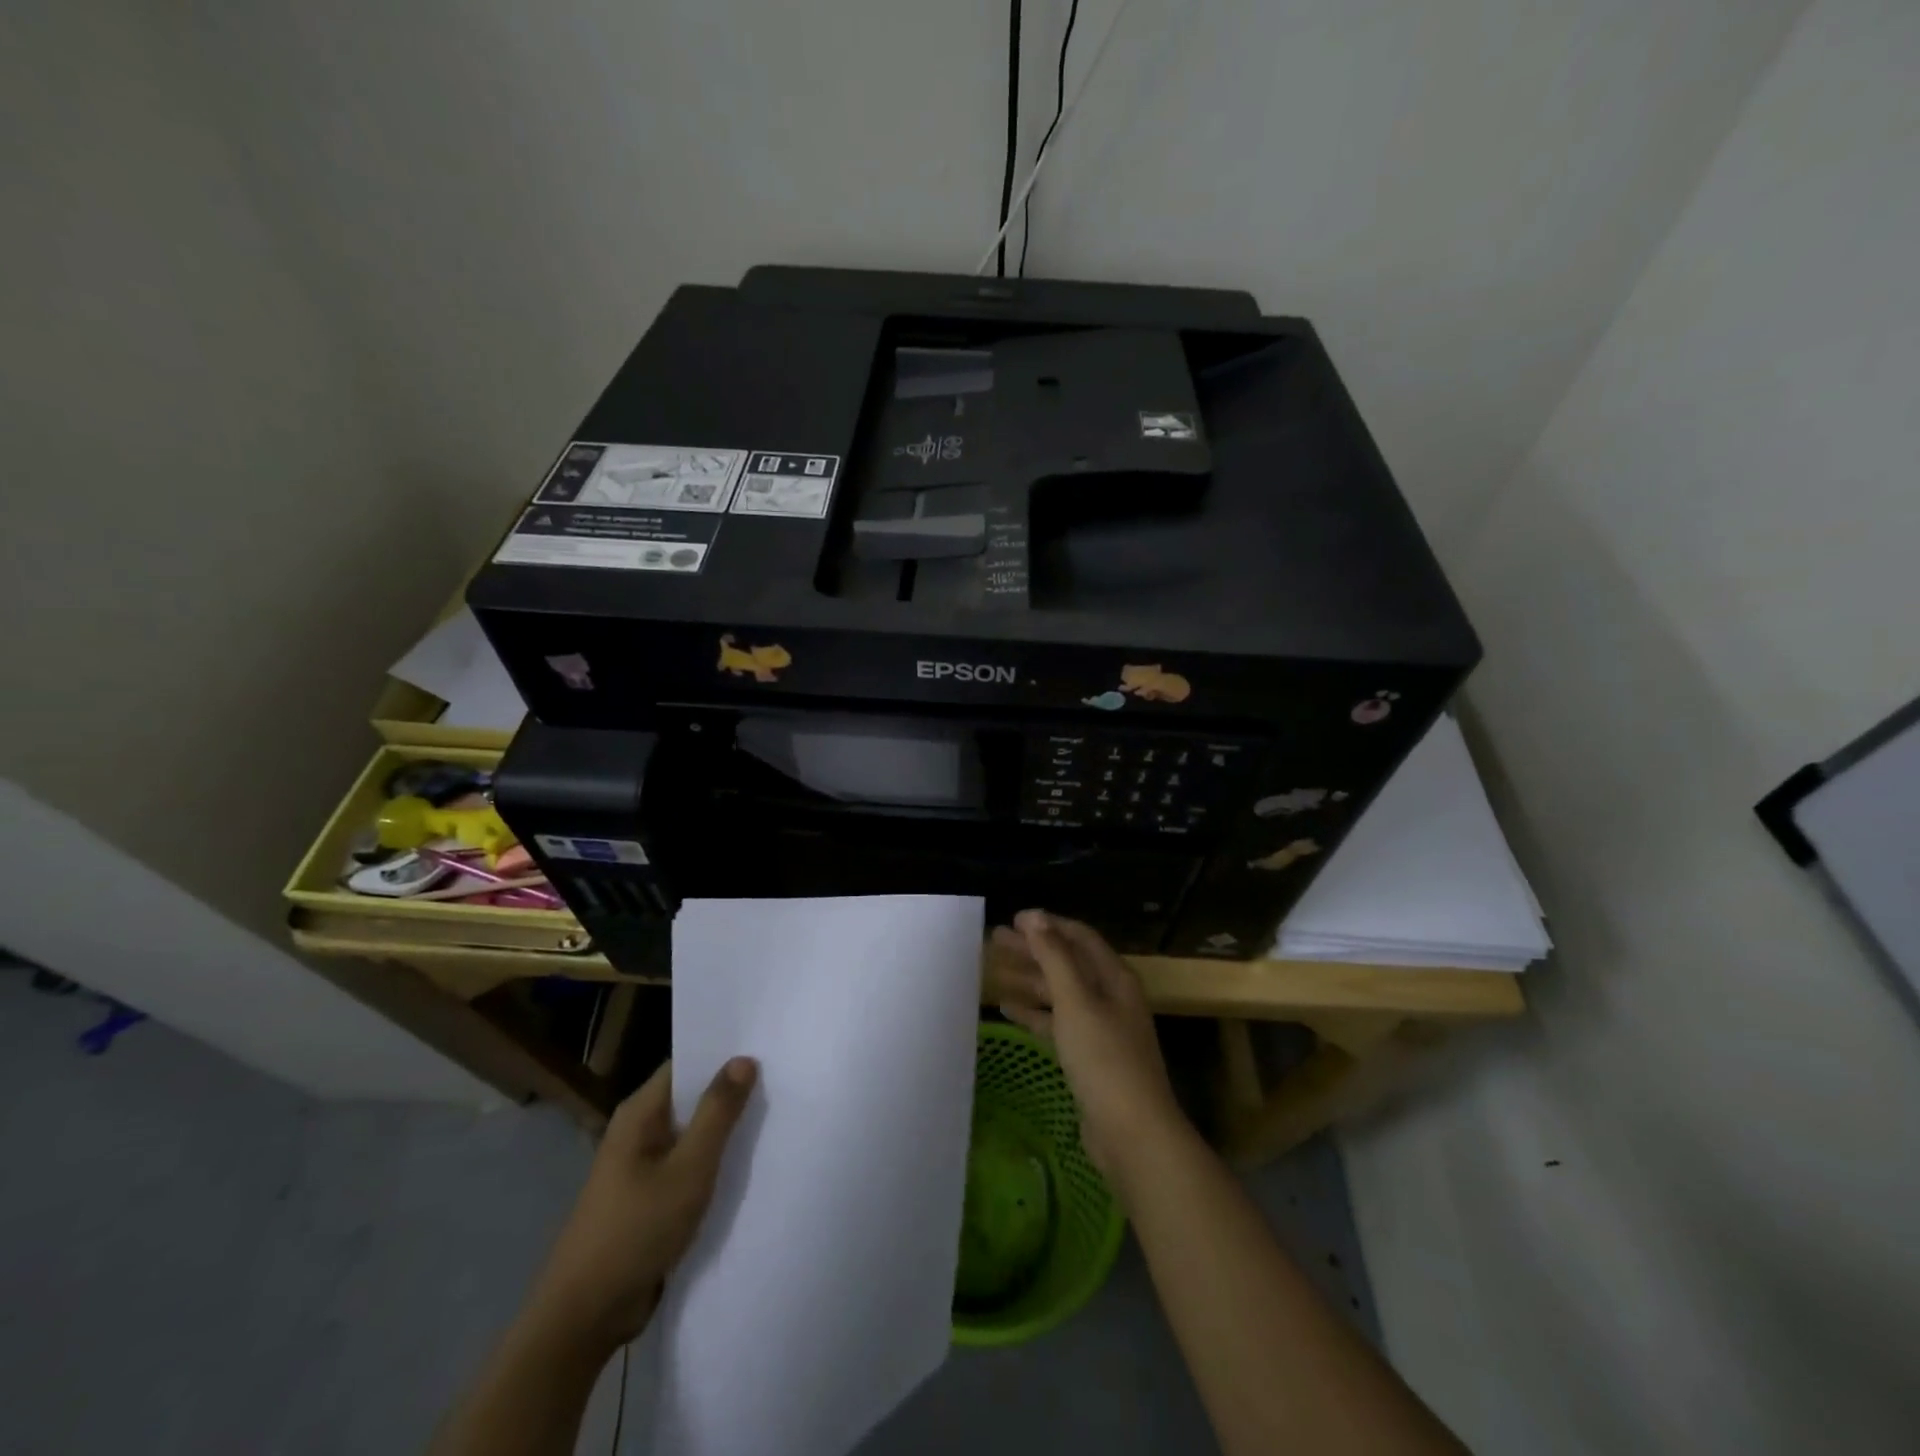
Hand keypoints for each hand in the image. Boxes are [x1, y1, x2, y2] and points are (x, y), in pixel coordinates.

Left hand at [525, 1056, 757, 1355]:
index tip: (766, 1046)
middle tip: (782, 1077)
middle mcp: (638, 1131)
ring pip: (692, 1134)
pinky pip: (688, 1165)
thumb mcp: (688, 1168)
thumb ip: (717, 1113)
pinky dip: (715, 1161)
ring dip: (725, 1129)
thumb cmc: (636, 1231)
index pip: (686, 1064)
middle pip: (691, 1097)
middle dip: (731, 1091)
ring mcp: (642, 1166)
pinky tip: (749, 1162)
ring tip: (776, 1113)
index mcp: (640, 1113)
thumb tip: (743, 1058)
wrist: (585, 1318)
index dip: (724, 1054)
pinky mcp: (649, 1198)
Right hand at [992, 909, 1187, 1183]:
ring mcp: (1100, 1028)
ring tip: (993, 970)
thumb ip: (1055, 957)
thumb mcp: (1076, 1001)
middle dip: (1032, 949)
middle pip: (1067, 963)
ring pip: (1059, 993)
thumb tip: (1034, 917)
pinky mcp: (1089, 1056)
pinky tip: (1007, 1008)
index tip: (1014, 919)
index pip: (1079, 937)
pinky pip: (1057, 1023)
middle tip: (994, 940)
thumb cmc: (1104, 1058)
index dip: (1048, 925)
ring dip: (1029, 979)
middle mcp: (1110, 996)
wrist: (1132, 1132)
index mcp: (1114, 977)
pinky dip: (1033, 1013)